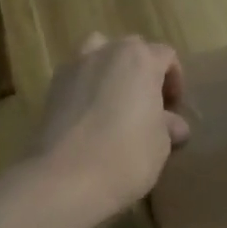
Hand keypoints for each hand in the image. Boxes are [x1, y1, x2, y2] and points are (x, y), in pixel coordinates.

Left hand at [32, 32, 188, 222]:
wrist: (65, 178)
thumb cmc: (126, 156)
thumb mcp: (161, 144)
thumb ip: (168, 126)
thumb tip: (174, 125)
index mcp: (140, 59)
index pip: (166, 56)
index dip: (174, 80)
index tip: (173, 109)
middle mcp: (106, 52)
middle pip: (131, 49)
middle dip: (142, 72)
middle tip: (147, 105)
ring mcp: (74, 67)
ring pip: (97, 53)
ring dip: (109, 69)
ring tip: (114, 101)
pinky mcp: (51, 89)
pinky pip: (76, 77)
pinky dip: (85, 87)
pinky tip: (89, 117)